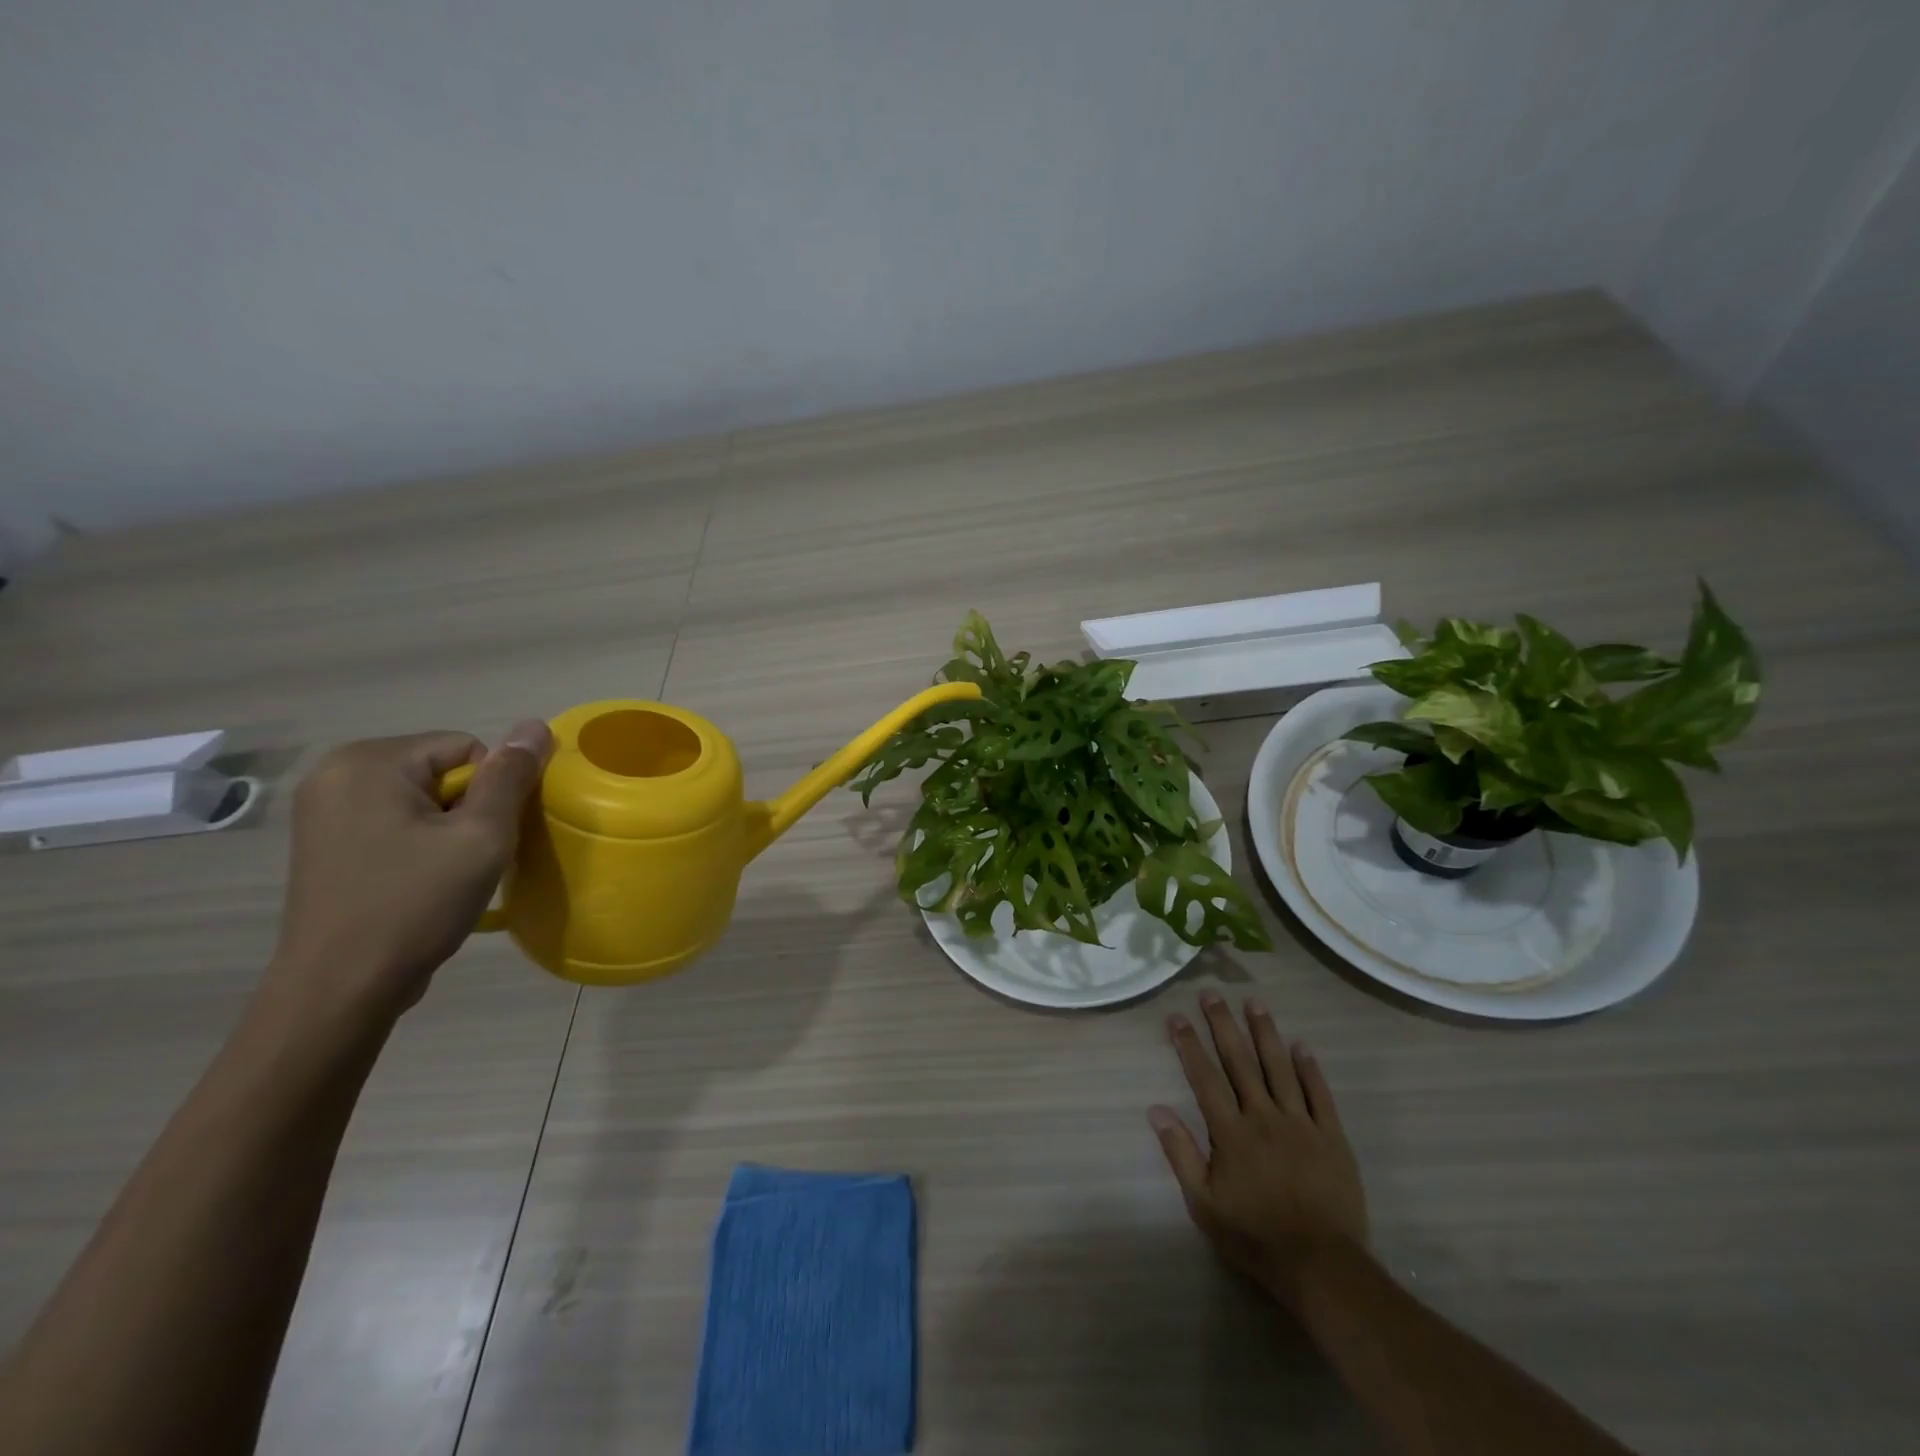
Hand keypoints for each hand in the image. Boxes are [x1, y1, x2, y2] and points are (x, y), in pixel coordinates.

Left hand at [266, 722, 553, 1025]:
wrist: (340, 989)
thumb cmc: (415, 904)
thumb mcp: (481, 836)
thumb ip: (511, 777)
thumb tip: (535, 724)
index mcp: (369, 761)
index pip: (468, 748)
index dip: (491, 791)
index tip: (480, 839)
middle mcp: (337, 773)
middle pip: (443, 770)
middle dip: (468, 809)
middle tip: (467, 859)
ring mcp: (325, 809)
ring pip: (424, 798)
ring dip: (448, 829)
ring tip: (445, 874)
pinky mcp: (325, 842)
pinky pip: (396, 821)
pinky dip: (421, 844)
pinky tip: (419, 881)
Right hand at [1150, 993, 1368, 1308]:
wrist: (1321, 1266)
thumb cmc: (1255, 1236)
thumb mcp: (1204, 1204)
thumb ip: (1180, 1153)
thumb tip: (1155, 1109)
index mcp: (1230, 1132)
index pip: (1204, 1077)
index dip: (1189, 1044)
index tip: (1177, 1016)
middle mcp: (1263, 1116)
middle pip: (1240, 1061)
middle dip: (1223, 1024)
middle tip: (1212, 994)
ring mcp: (1301, 1124)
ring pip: (1279, 1068)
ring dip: (1265, 1033)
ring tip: (1254, 1003)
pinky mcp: (1332, 1137)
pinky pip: (1319, 1095)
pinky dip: (1310, 1068)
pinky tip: (1302, 1046)